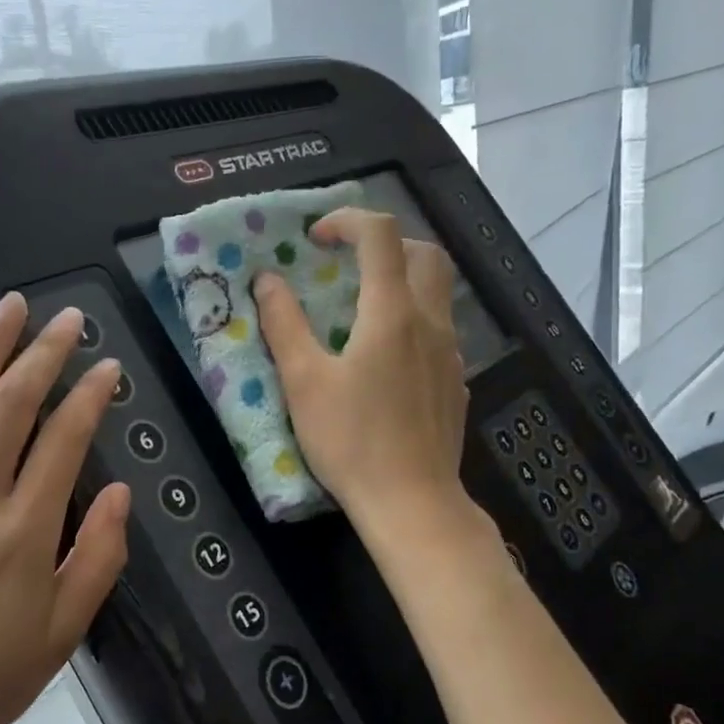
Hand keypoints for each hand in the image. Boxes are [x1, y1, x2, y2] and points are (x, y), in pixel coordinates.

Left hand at [0, 294, 130, 723]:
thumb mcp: (66, 630)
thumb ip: (98, 556)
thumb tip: (119, 492)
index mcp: (22, 534)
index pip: (63, 441)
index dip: (89, 396)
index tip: (107, 366)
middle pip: (10, 407)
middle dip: (43, 354)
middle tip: (68, 319)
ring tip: (11, 307)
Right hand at [254, 208, 469, 529]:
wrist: (412, 502)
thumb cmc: (351, 441)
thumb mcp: (303, 383)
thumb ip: (284, 325)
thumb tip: (267, 281)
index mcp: (391, 314)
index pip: (381, 235)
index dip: (347, 221)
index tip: (316, 239)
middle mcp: (430, 322)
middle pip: (425, 252)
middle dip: (387, 243)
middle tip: (349, 263)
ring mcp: (450, 353)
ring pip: (438, 291)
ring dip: (403, 280)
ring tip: (363, 309)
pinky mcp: (456, 382)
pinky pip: (439, 330)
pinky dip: (413, 319)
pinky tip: (386, 358)